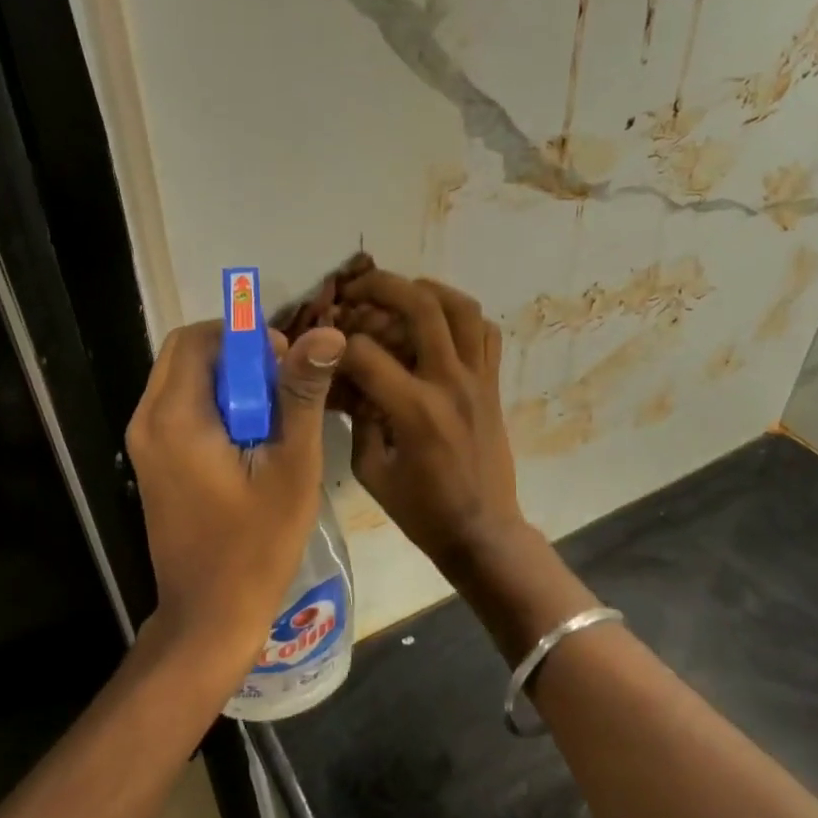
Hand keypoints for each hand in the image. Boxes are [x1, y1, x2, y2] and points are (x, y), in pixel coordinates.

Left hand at [125, 320, 345, 675]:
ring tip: (272, 416)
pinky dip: (214, 405)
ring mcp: (144, 443)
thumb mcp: (291, 465)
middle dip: (237, 356)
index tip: (285, 363)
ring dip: (228, 381)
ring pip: (183, 379)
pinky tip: (248, 439)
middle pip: (187, 353)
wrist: (210, 615)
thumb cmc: (256, 544)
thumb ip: (302, 393)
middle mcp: (147, 420)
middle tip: (282, 388)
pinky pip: (180, 408)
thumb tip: (326, 332)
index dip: (245, 337)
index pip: (200, 338)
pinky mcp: (152, 461)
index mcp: (175, 417)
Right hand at [335, 270, 527, 573]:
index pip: (366, 352)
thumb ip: (357, 418)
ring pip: (462, 308)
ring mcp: (478, 379)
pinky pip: (486, 333)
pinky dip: (462, 317)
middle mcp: (450, 383)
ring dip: (428, 290)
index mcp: (415, 410)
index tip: (323, 345)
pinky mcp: (493, 384)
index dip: (336, 343)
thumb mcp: (371, 470)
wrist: (483, 531)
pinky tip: (439, 324)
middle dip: (382, 286)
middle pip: (421, 307)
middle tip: (357, 287)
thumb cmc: (422, 510)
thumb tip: (346, 381)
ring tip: (402, 293)